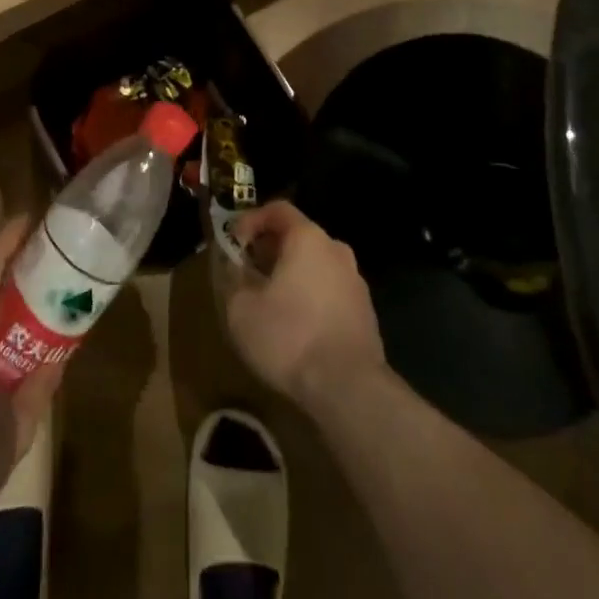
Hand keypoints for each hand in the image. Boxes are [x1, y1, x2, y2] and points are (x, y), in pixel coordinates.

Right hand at [225, 201, 385, 408]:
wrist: (350, 389)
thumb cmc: (289, 337)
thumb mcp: (241, 308)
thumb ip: (233, 278)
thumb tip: (234, 266)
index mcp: (308, 238)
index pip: (277, 209)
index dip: (251, 220)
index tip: (234, 242)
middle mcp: (336, 249)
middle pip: (298, 236)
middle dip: (270, 249)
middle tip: (248, 272)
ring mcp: (355, 281)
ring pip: (315, 264)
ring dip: (291, 274)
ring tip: (270, 301)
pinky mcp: (365, 312)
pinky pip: (330, 290)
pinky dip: (310, 297)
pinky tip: (297, 327)